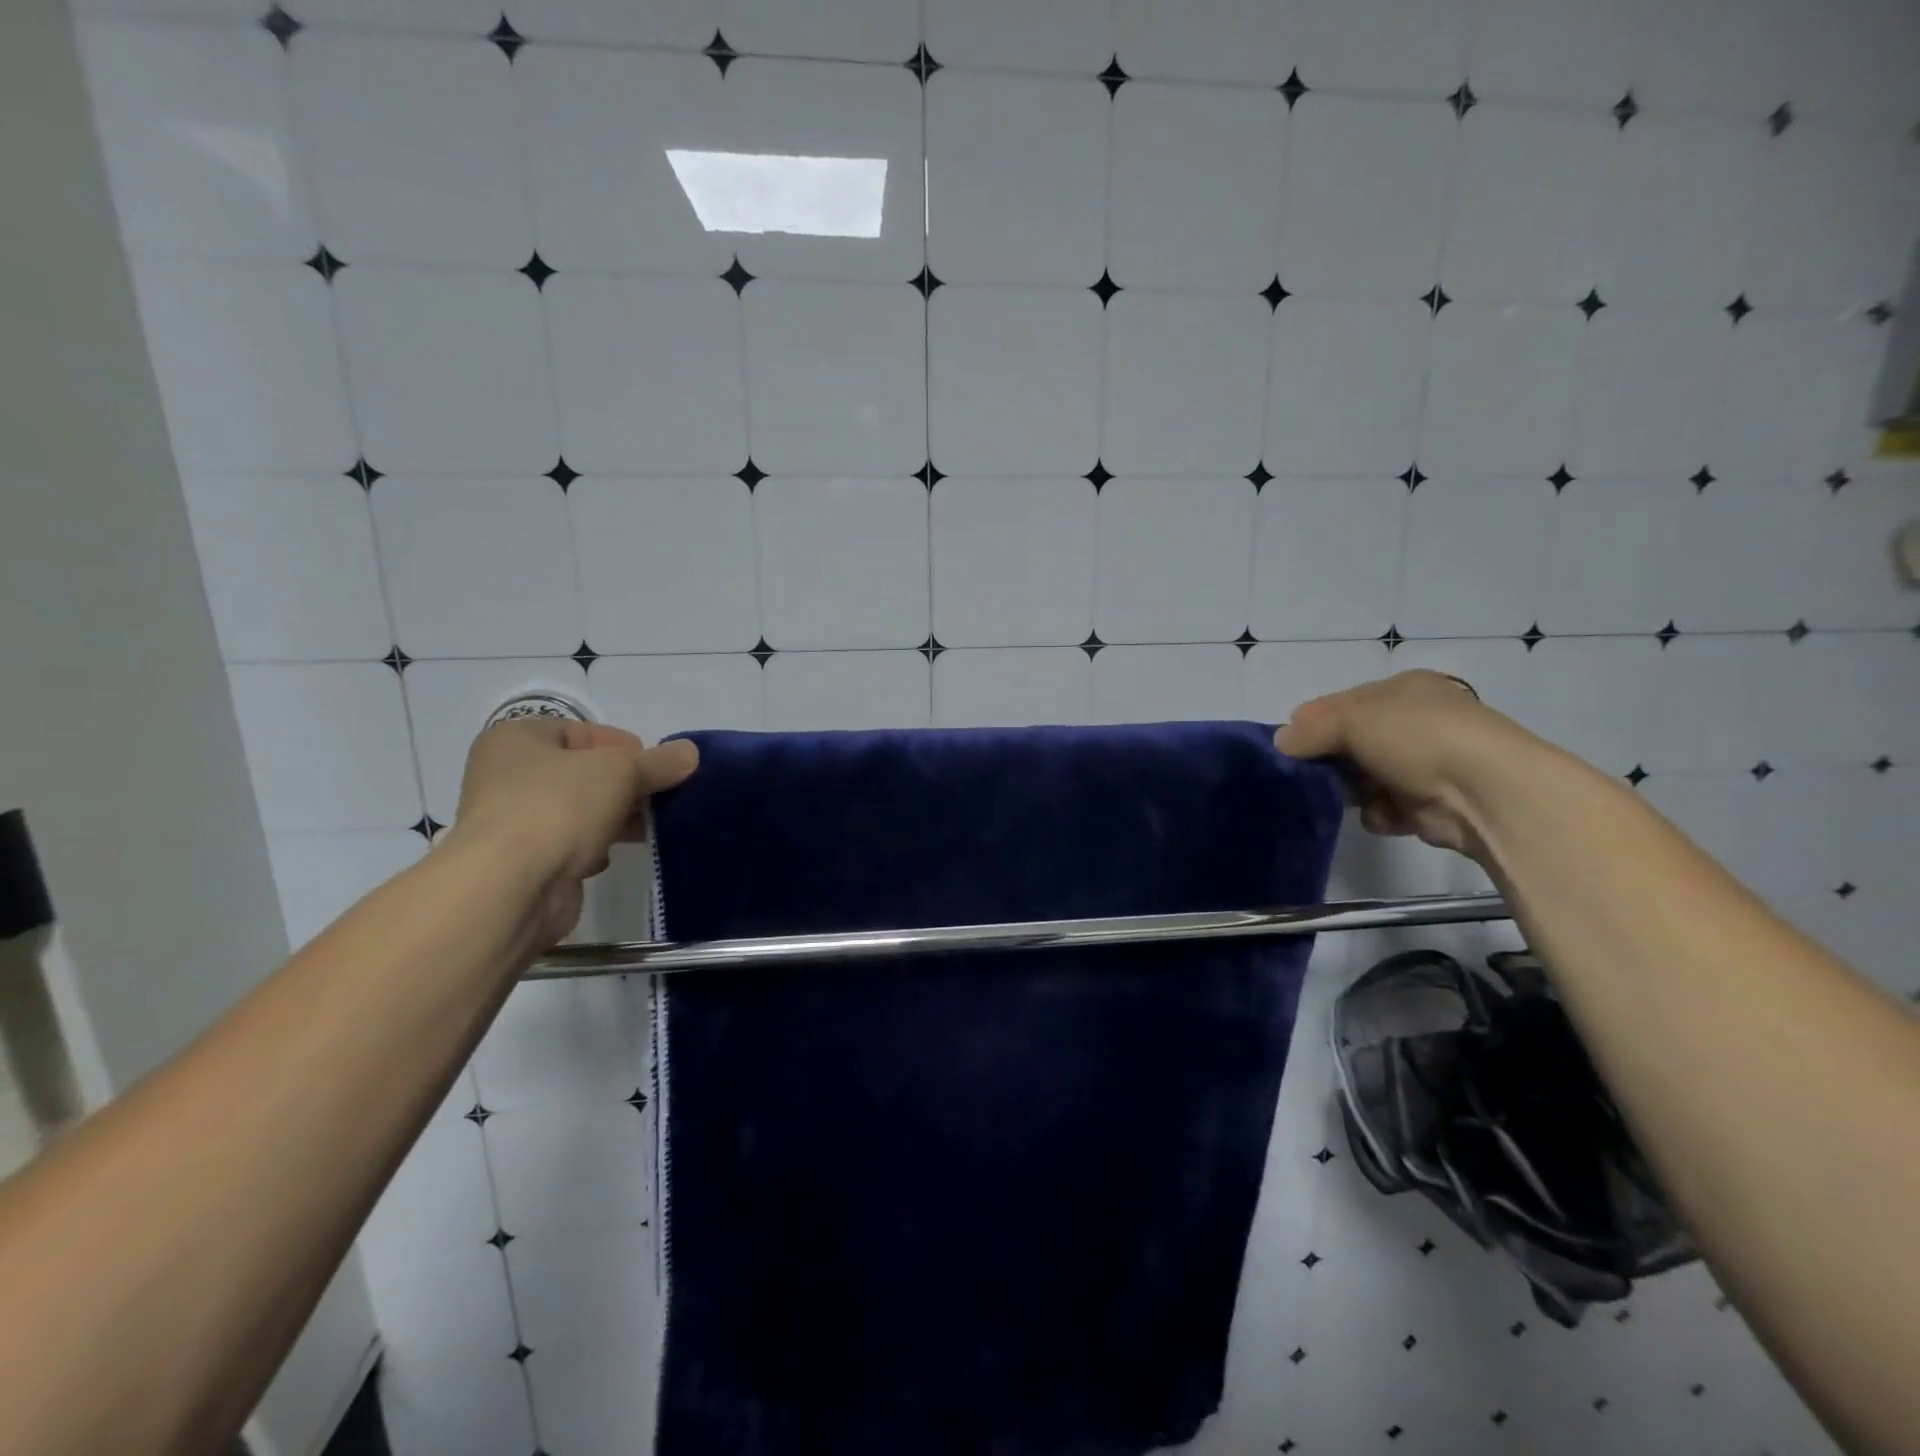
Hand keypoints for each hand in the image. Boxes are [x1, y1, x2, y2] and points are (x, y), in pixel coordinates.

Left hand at [446, 718, 697, 943]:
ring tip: (650, 826)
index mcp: (516, 740)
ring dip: (615, 817)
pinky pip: (571, 845)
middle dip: (626, 785)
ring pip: (580, 810)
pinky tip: (612, 855)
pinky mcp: (525, 863)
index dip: (624, 746)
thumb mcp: (621, 771)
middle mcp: (507, 776)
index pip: (583, 732)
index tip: (656, 767)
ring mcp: (512, 822)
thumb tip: (690, 753)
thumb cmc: (558, 807)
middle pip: (584, 773)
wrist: (511, 888)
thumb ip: (659, 761)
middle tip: (661, 797)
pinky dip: (595, 848)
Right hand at [1275, 670, 1524, 859]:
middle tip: (1312, 775)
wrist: (1485, 792)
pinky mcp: (1429, 805)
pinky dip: (1380, 814)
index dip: (1314, 722)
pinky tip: (1388, 814)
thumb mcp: (1351, 719)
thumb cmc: (1417, 738)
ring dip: (1353, 790)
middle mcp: (1416, 723)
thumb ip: (1309, 730)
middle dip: (1330, 760)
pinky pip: (1384, 809)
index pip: (1342, 703)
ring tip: (1355, 797)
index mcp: (1403, 690)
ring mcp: (1425, 765)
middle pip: (1350, 743)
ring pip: (1363, 779)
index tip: (1292, 746)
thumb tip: (1281, 742)